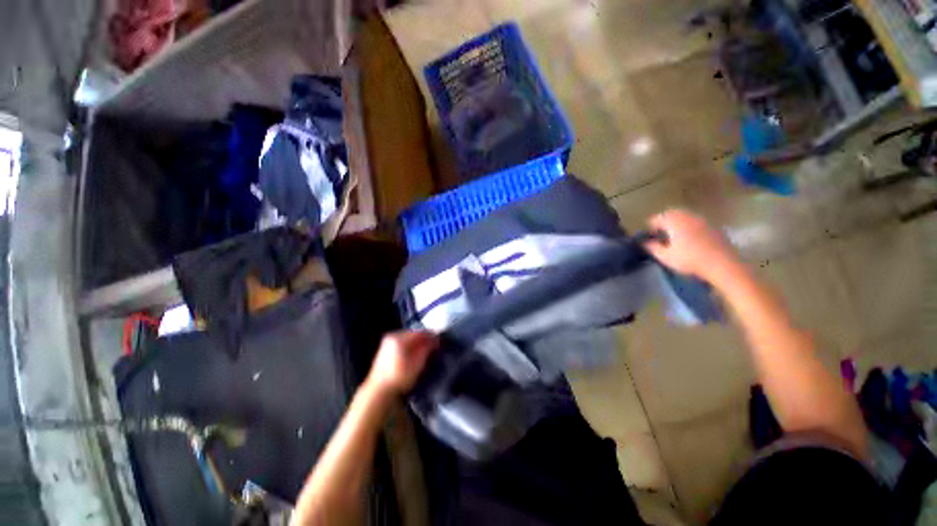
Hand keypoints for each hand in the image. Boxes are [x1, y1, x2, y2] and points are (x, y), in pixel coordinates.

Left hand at [366, 331, 437, 396]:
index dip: (431, 335)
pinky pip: (402, 343)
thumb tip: (434, 340)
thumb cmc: (399, 378)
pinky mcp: (385, 349)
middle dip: (424, 339)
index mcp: (399, 338)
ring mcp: (387, 342)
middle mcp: (392, 337)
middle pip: (413, 334)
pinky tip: (415, 353)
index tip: (439, 339)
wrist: (379, 391)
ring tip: (426, 349)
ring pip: (408, 338)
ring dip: (417, 342)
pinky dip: (410, 346)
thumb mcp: (417, 364)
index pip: (420, 332)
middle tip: (434, 344)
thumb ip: (427, 349)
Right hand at [643, 209, 740, 282]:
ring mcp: (703, 220)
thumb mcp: (666, 257)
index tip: (649, 235)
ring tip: (675, 235)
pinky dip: (690, 226)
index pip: (657, 218)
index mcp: (674, 222)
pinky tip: (690, 238)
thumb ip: (653, 247)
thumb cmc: (690, 260)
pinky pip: (697, 221)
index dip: (651, 225)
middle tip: (660, 232)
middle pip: (672, 213)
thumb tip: (645, 242)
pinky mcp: (714, 227)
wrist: (722, 264)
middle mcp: (688, 217)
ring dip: (678, 222)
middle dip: (664, 221)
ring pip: (686, 216)